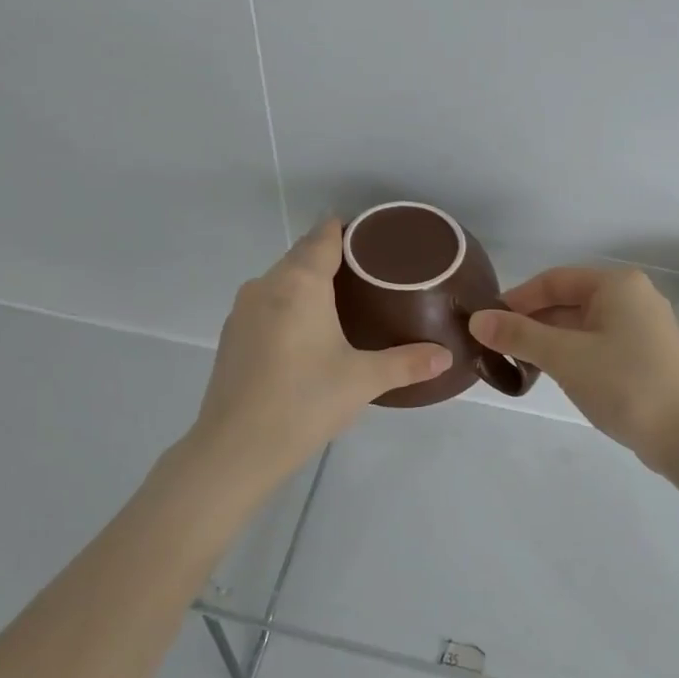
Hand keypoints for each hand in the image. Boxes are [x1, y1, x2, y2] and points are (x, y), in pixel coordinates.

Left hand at [189, 220, 451, 484]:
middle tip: (373, 274)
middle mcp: (267, 284)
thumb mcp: (363, 380)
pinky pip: (268, 303)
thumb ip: (407, 363)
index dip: (350, 229)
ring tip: (346, 302)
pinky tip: (309, 333)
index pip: (324, 235)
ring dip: (310, 282)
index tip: (377, 238)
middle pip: (302, 254)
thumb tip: (446, 356)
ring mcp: (243, 309)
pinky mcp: (232, 335)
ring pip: (283, 280)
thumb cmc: (304, 401)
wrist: (235, 448)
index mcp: (299, 282)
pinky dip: (290, 305)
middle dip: (334, 257)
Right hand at [468, 267, 678, 467]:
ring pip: (583, 325)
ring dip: (550, 341)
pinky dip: (572, 354)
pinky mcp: (647, 356)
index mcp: (617, 284)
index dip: (517, 299)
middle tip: (497, 347)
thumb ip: (518, 335)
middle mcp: (633, 297)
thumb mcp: (564, 356)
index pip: (553, 280)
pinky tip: (554, 375)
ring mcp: (643, 328)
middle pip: (568, 301)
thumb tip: (477, 320)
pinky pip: (599, 344)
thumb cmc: (625, 384)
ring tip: (519, 364)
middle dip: (532, 322)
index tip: (487, 323)